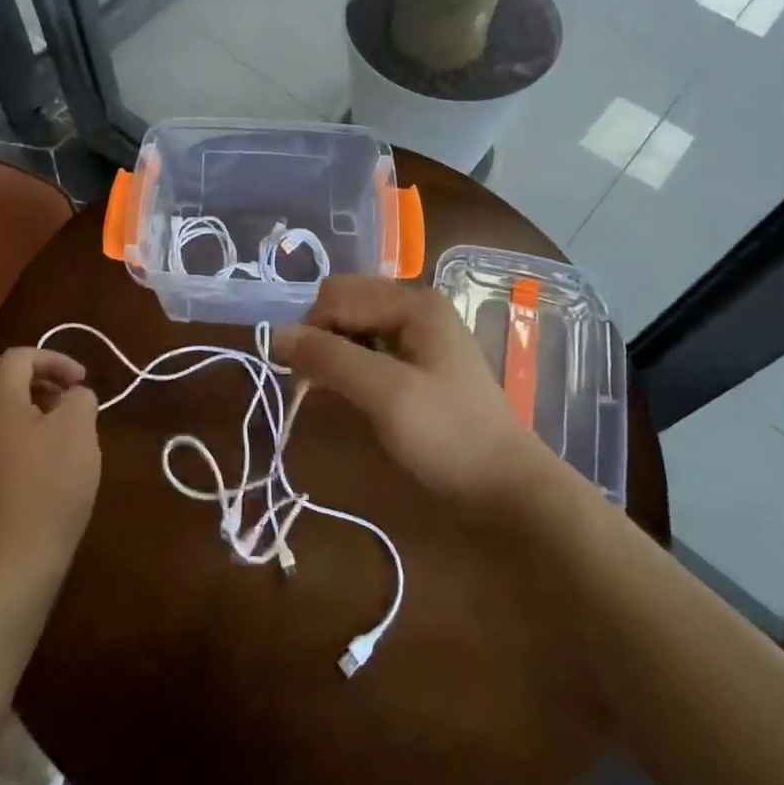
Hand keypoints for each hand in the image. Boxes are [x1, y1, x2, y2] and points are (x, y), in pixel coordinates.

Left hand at [0, 349, 100, 588]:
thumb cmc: (51, 485)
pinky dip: (15, 432)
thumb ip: (79, 398)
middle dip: (31, 376)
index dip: (53, 359)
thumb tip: (72, 396)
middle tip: (61, 394)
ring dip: (23, 405)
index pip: (18, 357)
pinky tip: (42, 457)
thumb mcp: (80, 430)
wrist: (16, 560)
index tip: (81, 381)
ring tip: (57, 425)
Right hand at [272, 276, 549, 505]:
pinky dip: (351, 364)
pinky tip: (350, 392)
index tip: (299, 375)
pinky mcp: (419, 364)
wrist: (509, 490)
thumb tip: (274, 334)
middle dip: (320, 336)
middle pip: (346, 304)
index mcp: (413, 303)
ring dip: (333, 351)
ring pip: (355, 327)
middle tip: (311, 382)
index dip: (311, 328)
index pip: (337, 294)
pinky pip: (371, 348)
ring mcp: (420, 336)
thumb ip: (329, 358)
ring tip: (326, 390)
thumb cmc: (448, 435)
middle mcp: (415, 308)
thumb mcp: (384, 394)